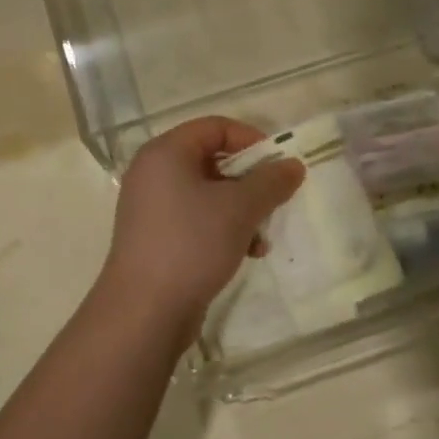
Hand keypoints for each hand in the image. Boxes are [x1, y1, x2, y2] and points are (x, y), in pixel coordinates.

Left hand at [100, 116, 304, 330]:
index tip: (278, 165)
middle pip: (213, 160)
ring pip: (209, 193)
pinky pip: (197, 219)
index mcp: (166, 153)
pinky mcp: (156, 238)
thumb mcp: (241, 208)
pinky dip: (224, 228)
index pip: (215, 127)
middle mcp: (154, 174)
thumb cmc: (192, 244)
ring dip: (242, 209)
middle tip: (275, 199)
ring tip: (262, 235)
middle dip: (250, 180)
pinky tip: (247, 252)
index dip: (251, 139)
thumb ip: (271, 181)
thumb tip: (293, 166)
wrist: (145, 311)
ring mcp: (152, 208)